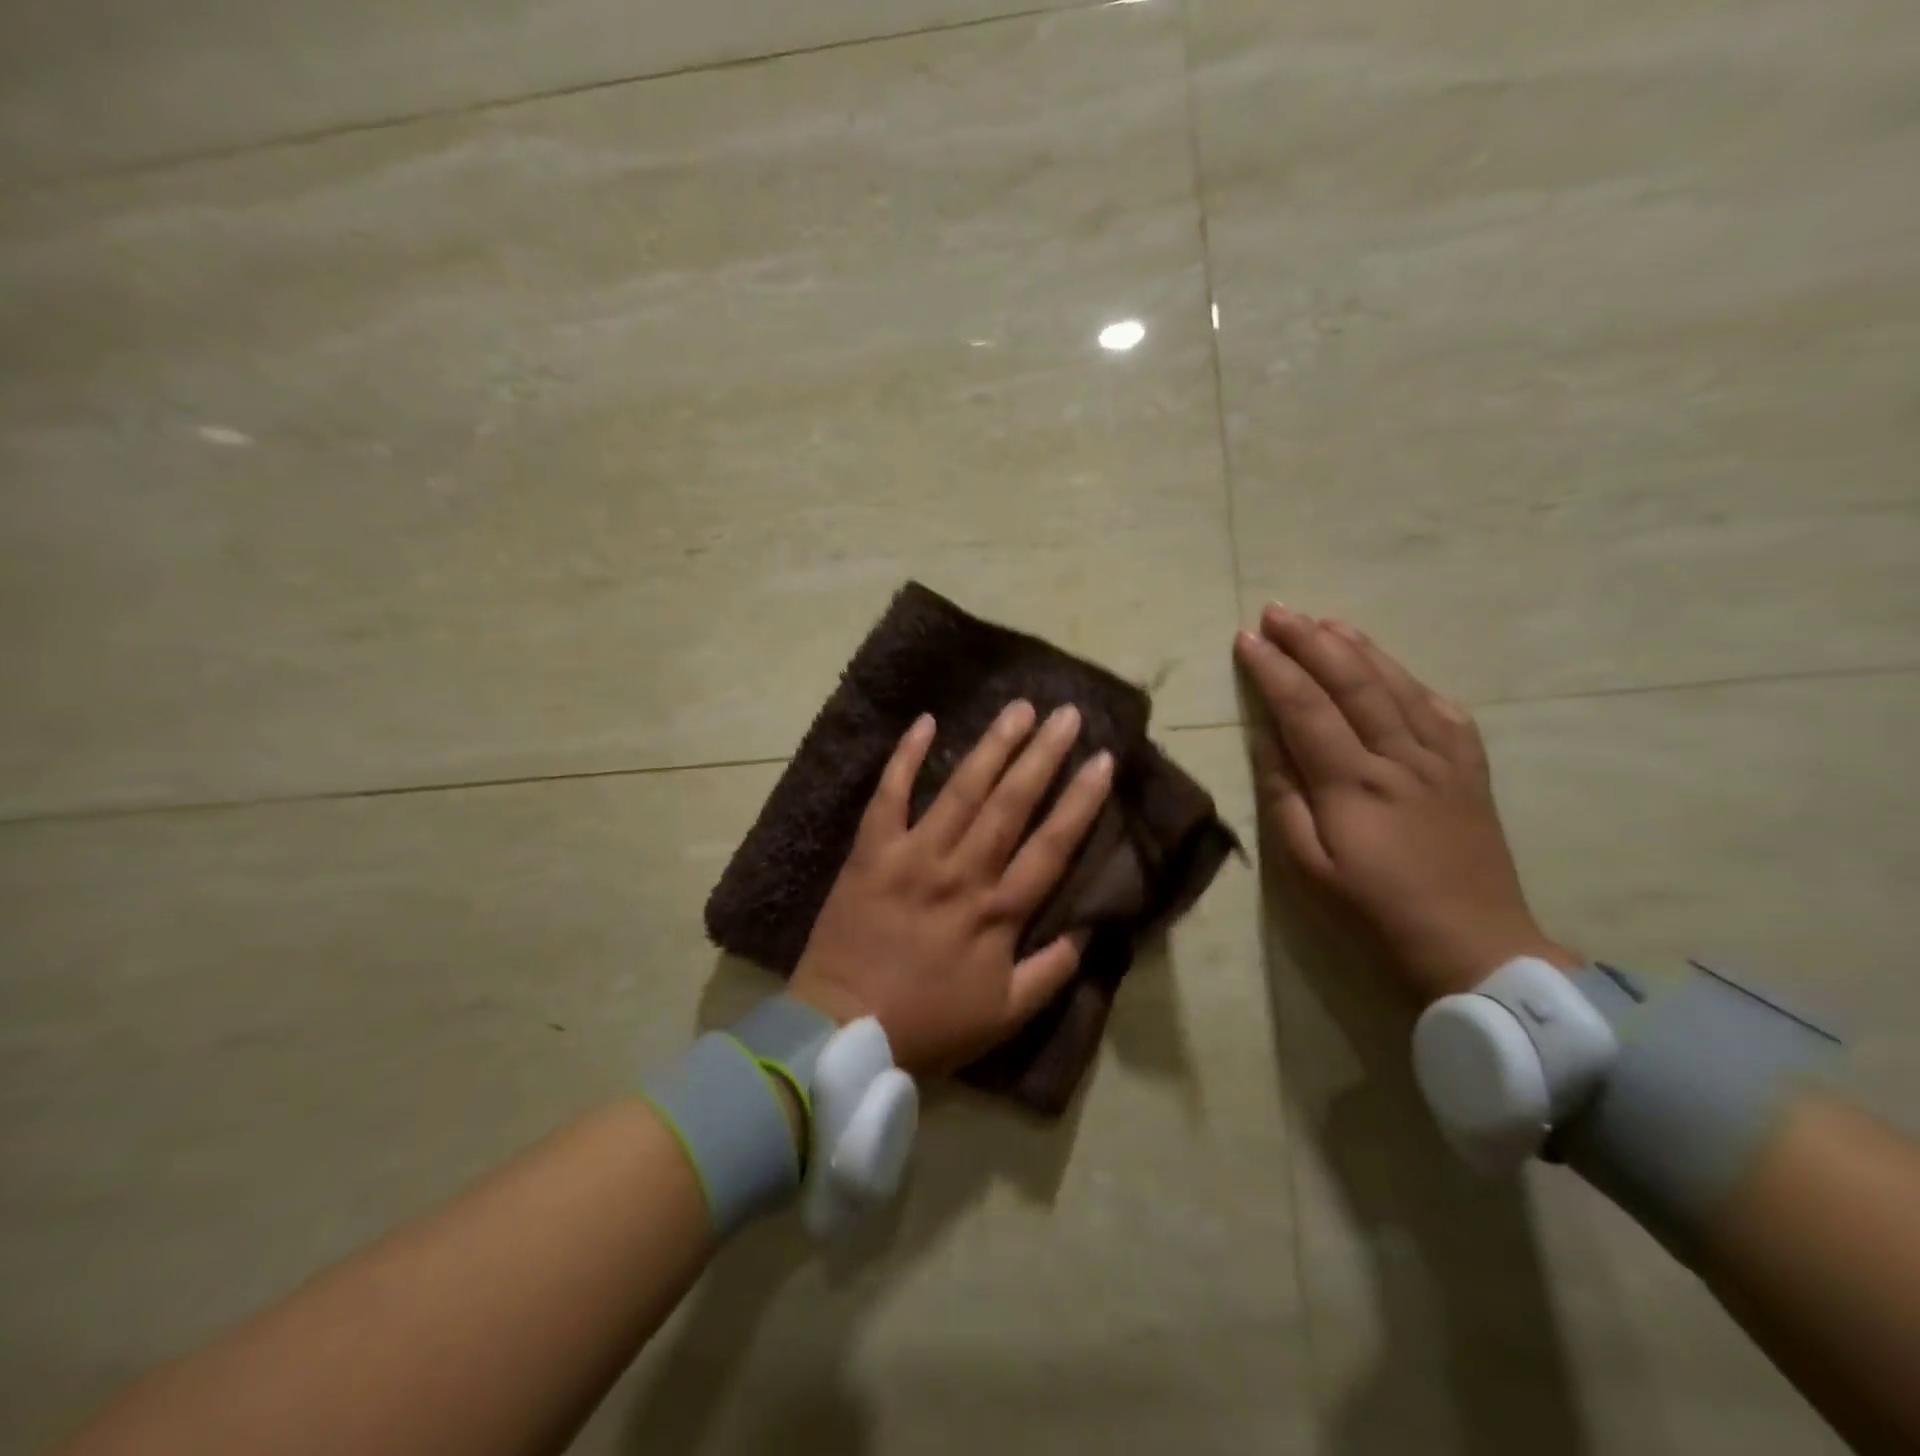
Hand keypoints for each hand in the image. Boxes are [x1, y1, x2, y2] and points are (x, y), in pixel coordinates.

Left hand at [789, 701, 1114, 1075]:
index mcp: (997, 912)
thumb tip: (1087, 929)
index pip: (1051, 845)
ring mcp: (913, 856)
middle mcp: (962, 872)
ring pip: (961, 791)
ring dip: (992, 746)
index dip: (1081, 801)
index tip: (1104, 760)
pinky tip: (926, 721)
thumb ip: (1051, 972)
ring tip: (1019, 709)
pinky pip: (889, 796)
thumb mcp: (1005, 1016)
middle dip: (1043, 755)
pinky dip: (905, 758)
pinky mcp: (871, 852)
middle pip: (1011, 804)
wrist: (842, 1029)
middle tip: (1067, 714)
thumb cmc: (928, 1025)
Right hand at [1234, 605, 1577, 1005]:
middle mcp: (1399, 758)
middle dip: (1311, 641)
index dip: (1273, 669)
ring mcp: (1442, 761)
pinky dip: (1415, 682)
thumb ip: (1284, 796)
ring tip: (1327, 621)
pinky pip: (1445, 713)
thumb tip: (1265, 740)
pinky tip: (1395, 670)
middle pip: (1352, 683)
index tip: (1246, 639)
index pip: (1305, 707)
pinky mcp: (1470, 773)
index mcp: (1353, 782)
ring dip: (1360, 648)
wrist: (1473, 947)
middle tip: (1278, 611)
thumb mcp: (1307, 865)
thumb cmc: (1372, 912)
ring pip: (1399, 687)